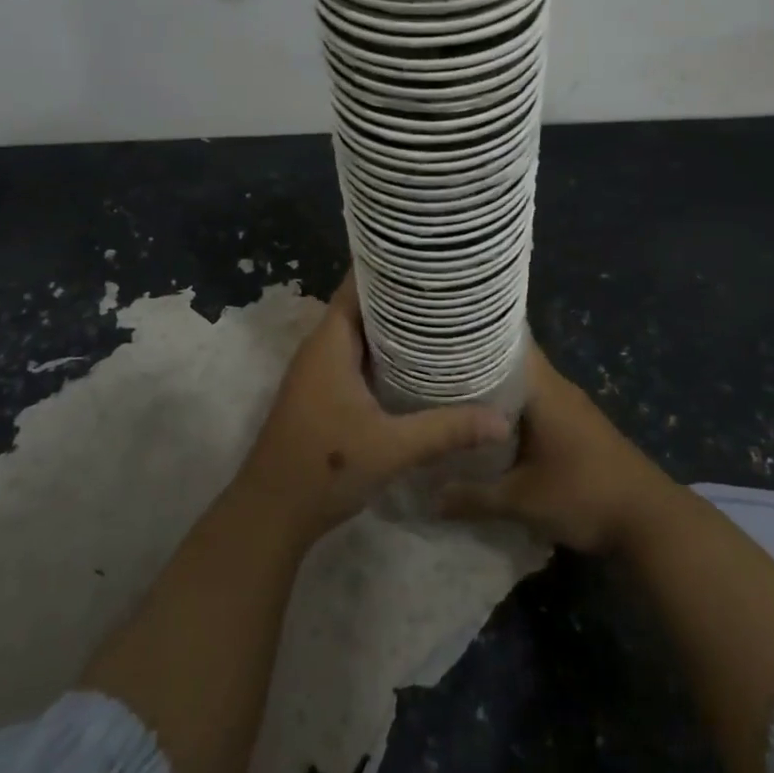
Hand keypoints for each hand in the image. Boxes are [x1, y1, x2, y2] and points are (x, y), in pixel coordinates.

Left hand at [234, 272, 512, 547]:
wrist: (271, 514)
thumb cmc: (324, 467)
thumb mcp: (391, 448)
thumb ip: (446, 430)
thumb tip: (502, 422)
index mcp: (330, 343)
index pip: (358, 285)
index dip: (390, 267)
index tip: (429, 258)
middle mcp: (322, 349)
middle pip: (363, 307)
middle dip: (403, 298)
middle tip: (449, 289)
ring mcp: (320, 372)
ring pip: (361, 335)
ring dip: (395, 328)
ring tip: (442, 319)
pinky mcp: (323, 395)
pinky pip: (357, 359)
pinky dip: (385, 355)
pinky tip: (418, 365)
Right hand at [439, 343, 671, 553]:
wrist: (651, 521)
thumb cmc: (585, 495)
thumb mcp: (522, 501)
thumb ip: (473, 497)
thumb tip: (429, 498)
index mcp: (544, 388)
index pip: (507, 342)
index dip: (474, 337)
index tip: (439, 337)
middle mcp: (557, 388)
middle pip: (510, 365)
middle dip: (475, 369)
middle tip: (431, 372)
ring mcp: (570, 408)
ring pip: (523, 389)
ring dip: (493, 394)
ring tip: (450, 399)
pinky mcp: (577, 428)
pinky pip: (535, 407)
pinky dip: (511, 413)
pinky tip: (487, 430)